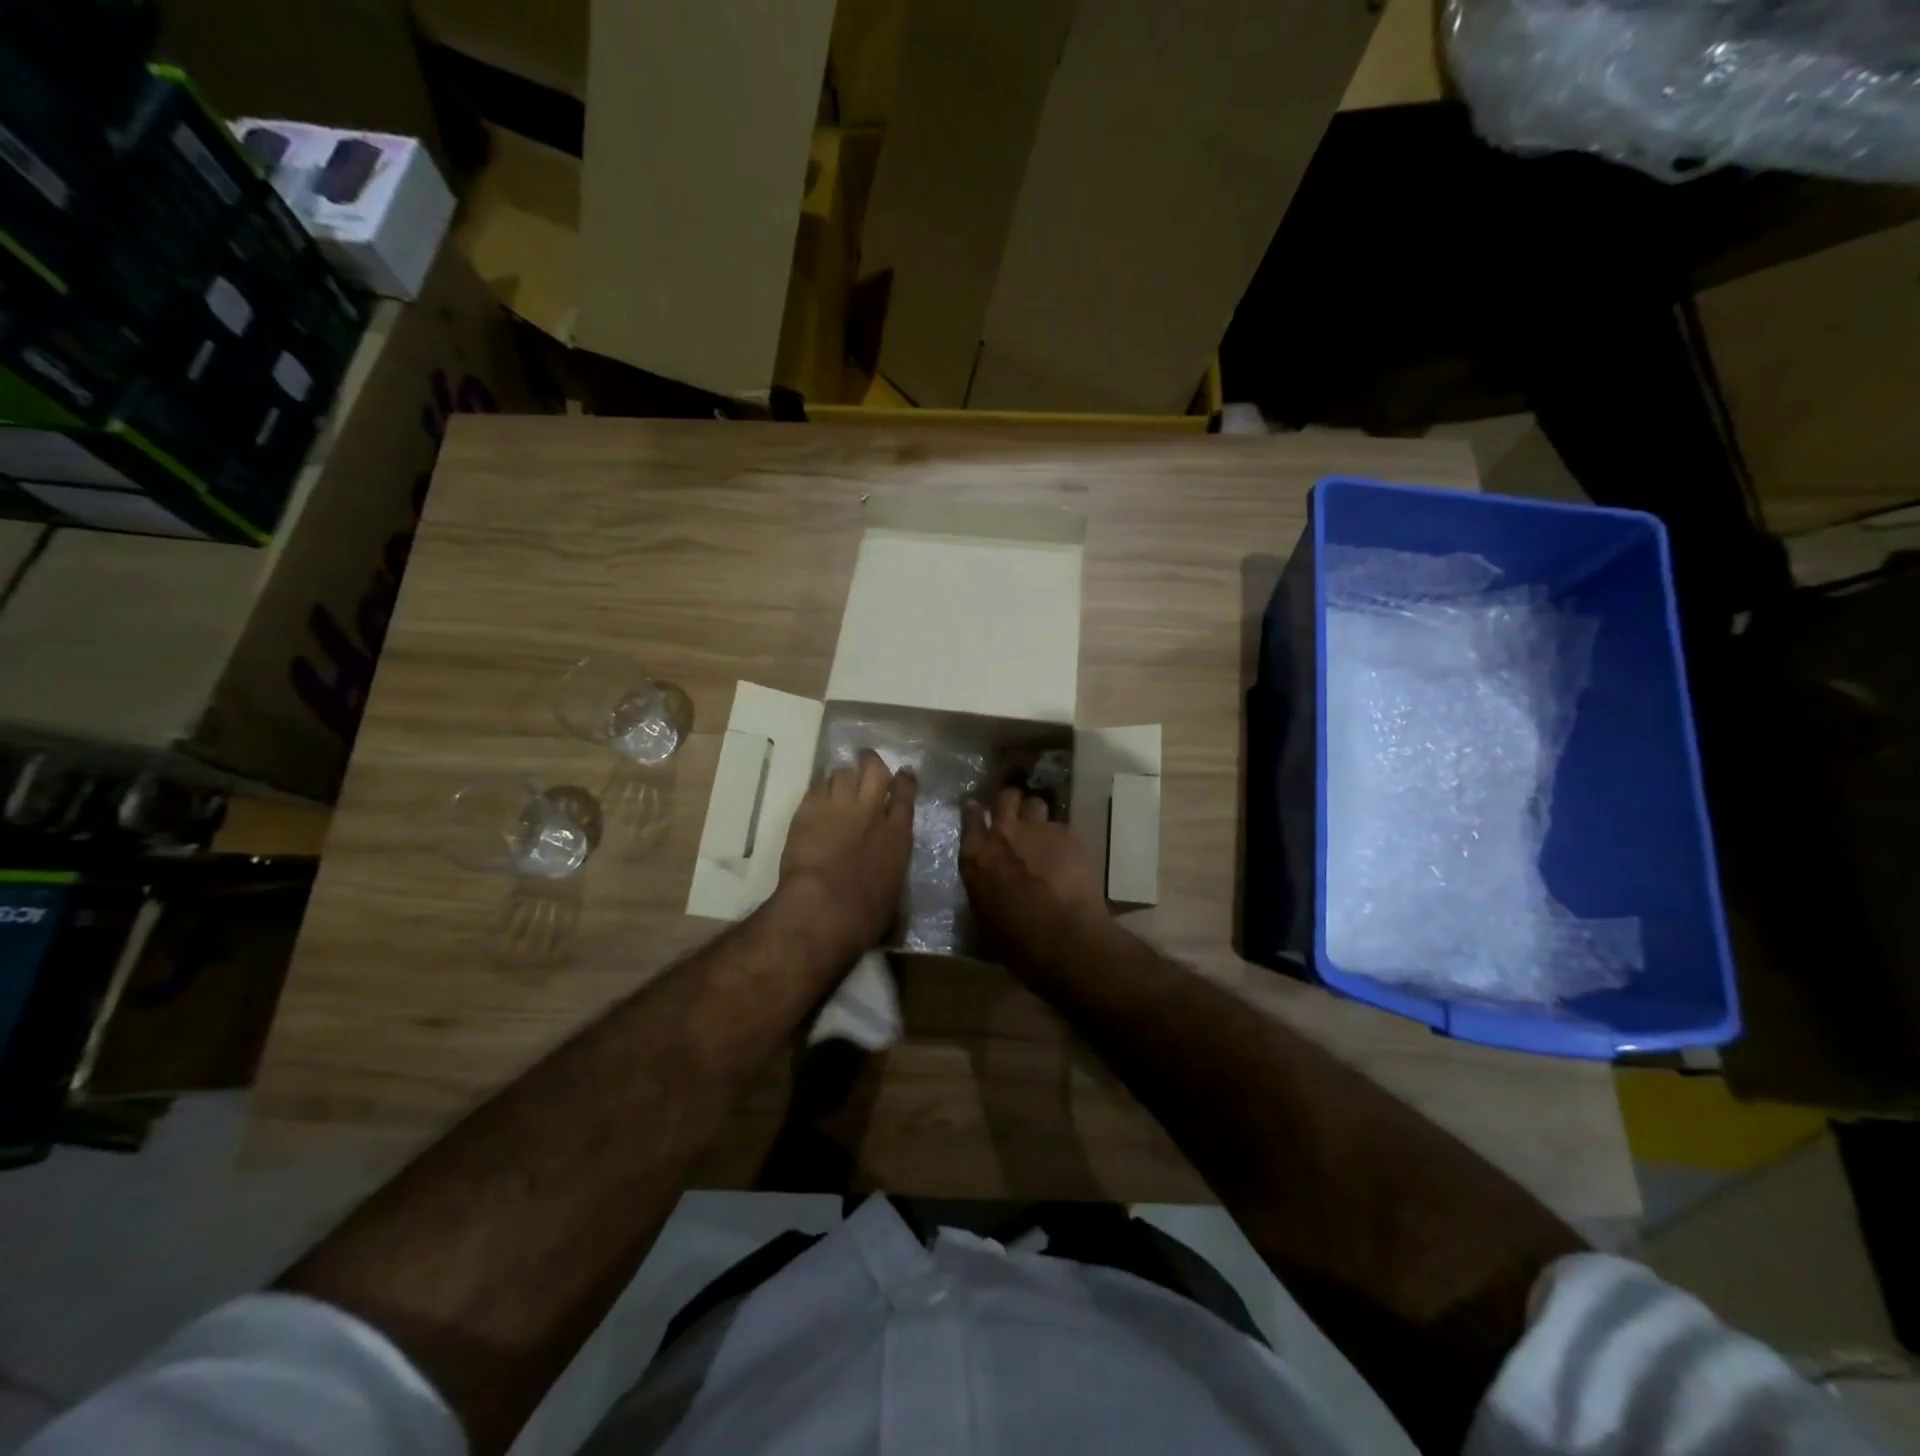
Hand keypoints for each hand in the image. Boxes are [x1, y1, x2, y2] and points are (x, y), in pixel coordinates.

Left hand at [776, 750, 916, 961]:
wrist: (822, 909)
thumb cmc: (864, 916)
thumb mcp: (893, 895)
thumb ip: (892, 869)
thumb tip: (889, 870)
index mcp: (898, 835)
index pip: (905, 794)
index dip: (905, 780)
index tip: (904, 774)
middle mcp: (871, 811)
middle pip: (875, 771)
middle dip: (872, 762)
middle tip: (868, 760)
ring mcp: (838, 807)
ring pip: (843, 772)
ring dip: (844, 775)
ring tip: (839, 780)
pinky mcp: (808, 810)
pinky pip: (816, 786)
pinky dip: (820, 787)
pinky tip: (817, 794)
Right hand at [960, 786, 1109, 953]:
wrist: (1062, 935)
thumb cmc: (1015, 939)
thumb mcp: (982, 916)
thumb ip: (982, 888)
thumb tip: (986, 887)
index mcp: (976, 855)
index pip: (970, 816)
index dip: (974, 811)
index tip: (976, 810)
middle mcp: (1004, 833)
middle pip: (1005, 797)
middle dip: (1010, 802)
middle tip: (1015, 815)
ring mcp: (1038, 829)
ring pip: (1036, 804)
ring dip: (1036, 815)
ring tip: (1042, 834)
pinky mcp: (1068, 834)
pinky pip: (1062, 827)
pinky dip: (1062, 839)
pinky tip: (1069, 857)